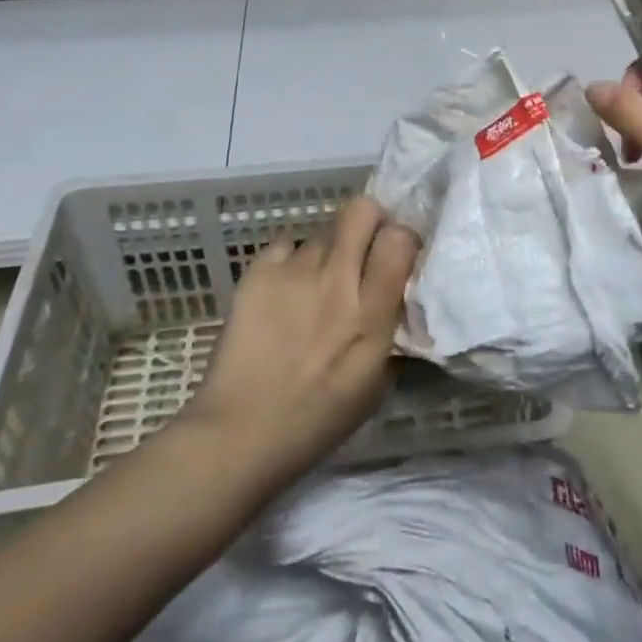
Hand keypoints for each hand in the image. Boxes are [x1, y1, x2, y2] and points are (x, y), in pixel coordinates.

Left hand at [179, 196, 417, 488]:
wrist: (240, 430)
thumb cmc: (317, 419)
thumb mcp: (375, 382)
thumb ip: (389, 328)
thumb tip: (396, 295)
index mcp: (370, 312)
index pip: (400, 238)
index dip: (401, 240)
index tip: (395, 257)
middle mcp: (336, 279)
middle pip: (362, 210)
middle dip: (369, 221)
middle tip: (362, 250)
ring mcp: (294, 270)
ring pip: (323, 229)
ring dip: (328, 249)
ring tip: (315, 282)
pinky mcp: (258, 271)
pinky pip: (285, 243)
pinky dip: (290, 260)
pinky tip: (285, 289)